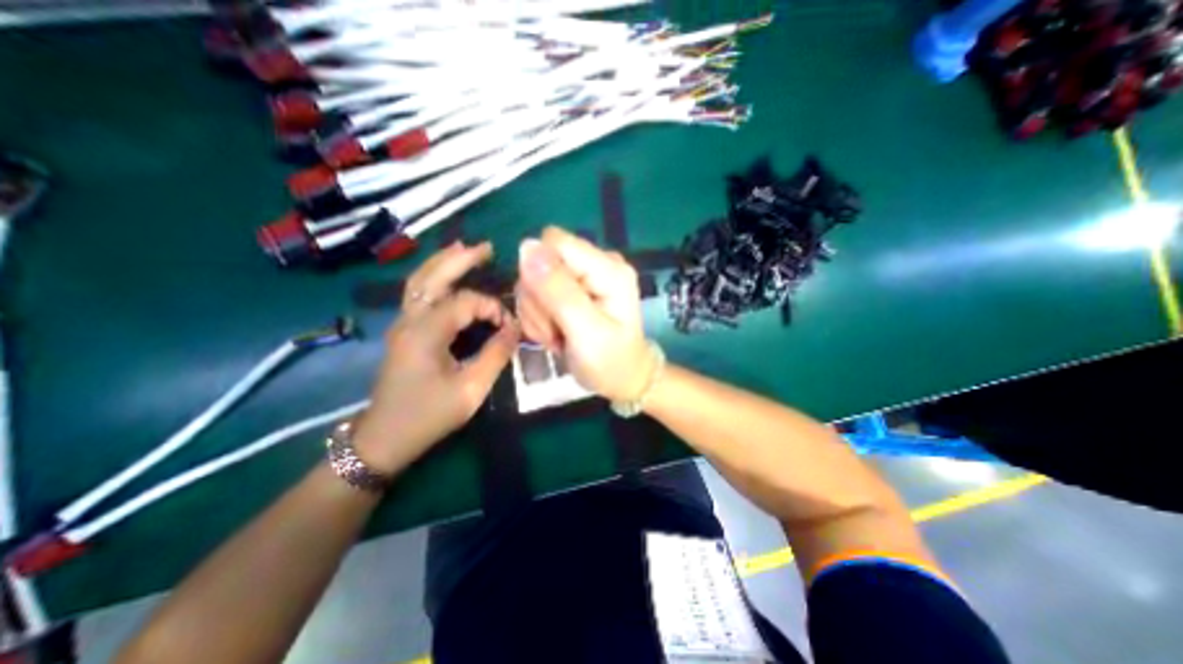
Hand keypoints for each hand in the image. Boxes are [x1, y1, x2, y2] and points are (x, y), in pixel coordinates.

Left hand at [349, 242, 518, 474]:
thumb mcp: (471, 390)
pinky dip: (435, 277)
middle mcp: (409, 320)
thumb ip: (496, 355)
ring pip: (420, 281)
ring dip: (444, 263)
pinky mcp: (404, 331)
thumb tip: (515, 329)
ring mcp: (402, 324)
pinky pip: (419, 293)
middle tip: (488, 248)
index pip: (465, 302)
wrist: (384, 438)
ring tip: (466, 249)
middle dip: (460, 258)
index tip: (510, 327)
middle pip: (432, 276)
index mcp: (425, 333)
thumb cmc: (428, 416)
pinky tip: (448, 275)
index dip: (492, 307)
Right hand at [513, 225, 651, 402]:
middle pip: (540, 261)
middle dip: (538, 301)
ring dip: (538, 313)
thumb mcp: (585, 332)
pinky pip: (537, 293)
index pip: (553, 243)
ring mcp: (583, 275)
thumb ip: (558, 291)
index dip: (539, 274)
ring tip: (559, 336)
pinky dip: (540, 317)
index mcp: (607, 268)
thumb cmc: (611, 362)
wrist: (623, 379)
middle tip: (557, 331)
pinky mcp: (572, 288)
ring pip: (533, 280)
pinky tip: (556, 334)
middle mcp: (595, 263)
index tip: (550, 309)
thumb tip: (527, 246)